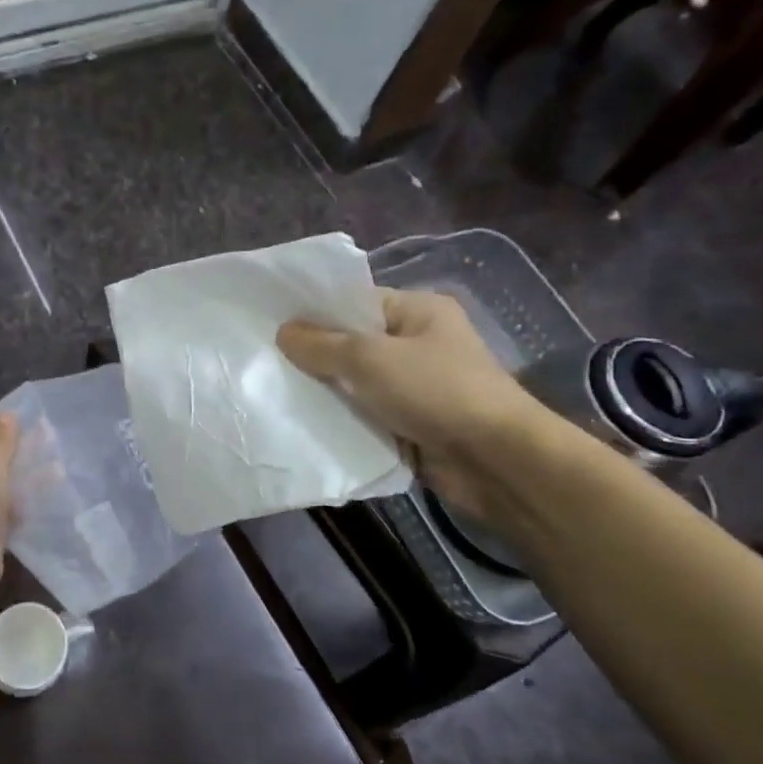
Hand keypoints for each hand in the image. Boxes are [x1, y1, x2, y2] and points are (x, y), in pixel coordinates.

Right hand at [278, 290, 547, 519]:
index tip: (272, 324)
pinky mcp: (412, 423)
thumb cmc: (435, 391)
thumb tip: (283, 332)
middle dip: (315, 356)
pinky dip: (343, 420)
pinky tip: (305, 424)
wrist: (494, 461)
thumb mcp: (370, 358)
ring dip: (326, 392)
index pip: (356, 302)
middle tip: (267, 362)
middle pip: (353, 343)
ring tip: (277, 393)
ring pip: (357, 383)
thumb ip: (322, 344)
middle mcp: (418, 343)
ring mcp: (416, 386)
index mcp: (418, 311)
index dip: (315, 312)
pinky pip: (366, 415)